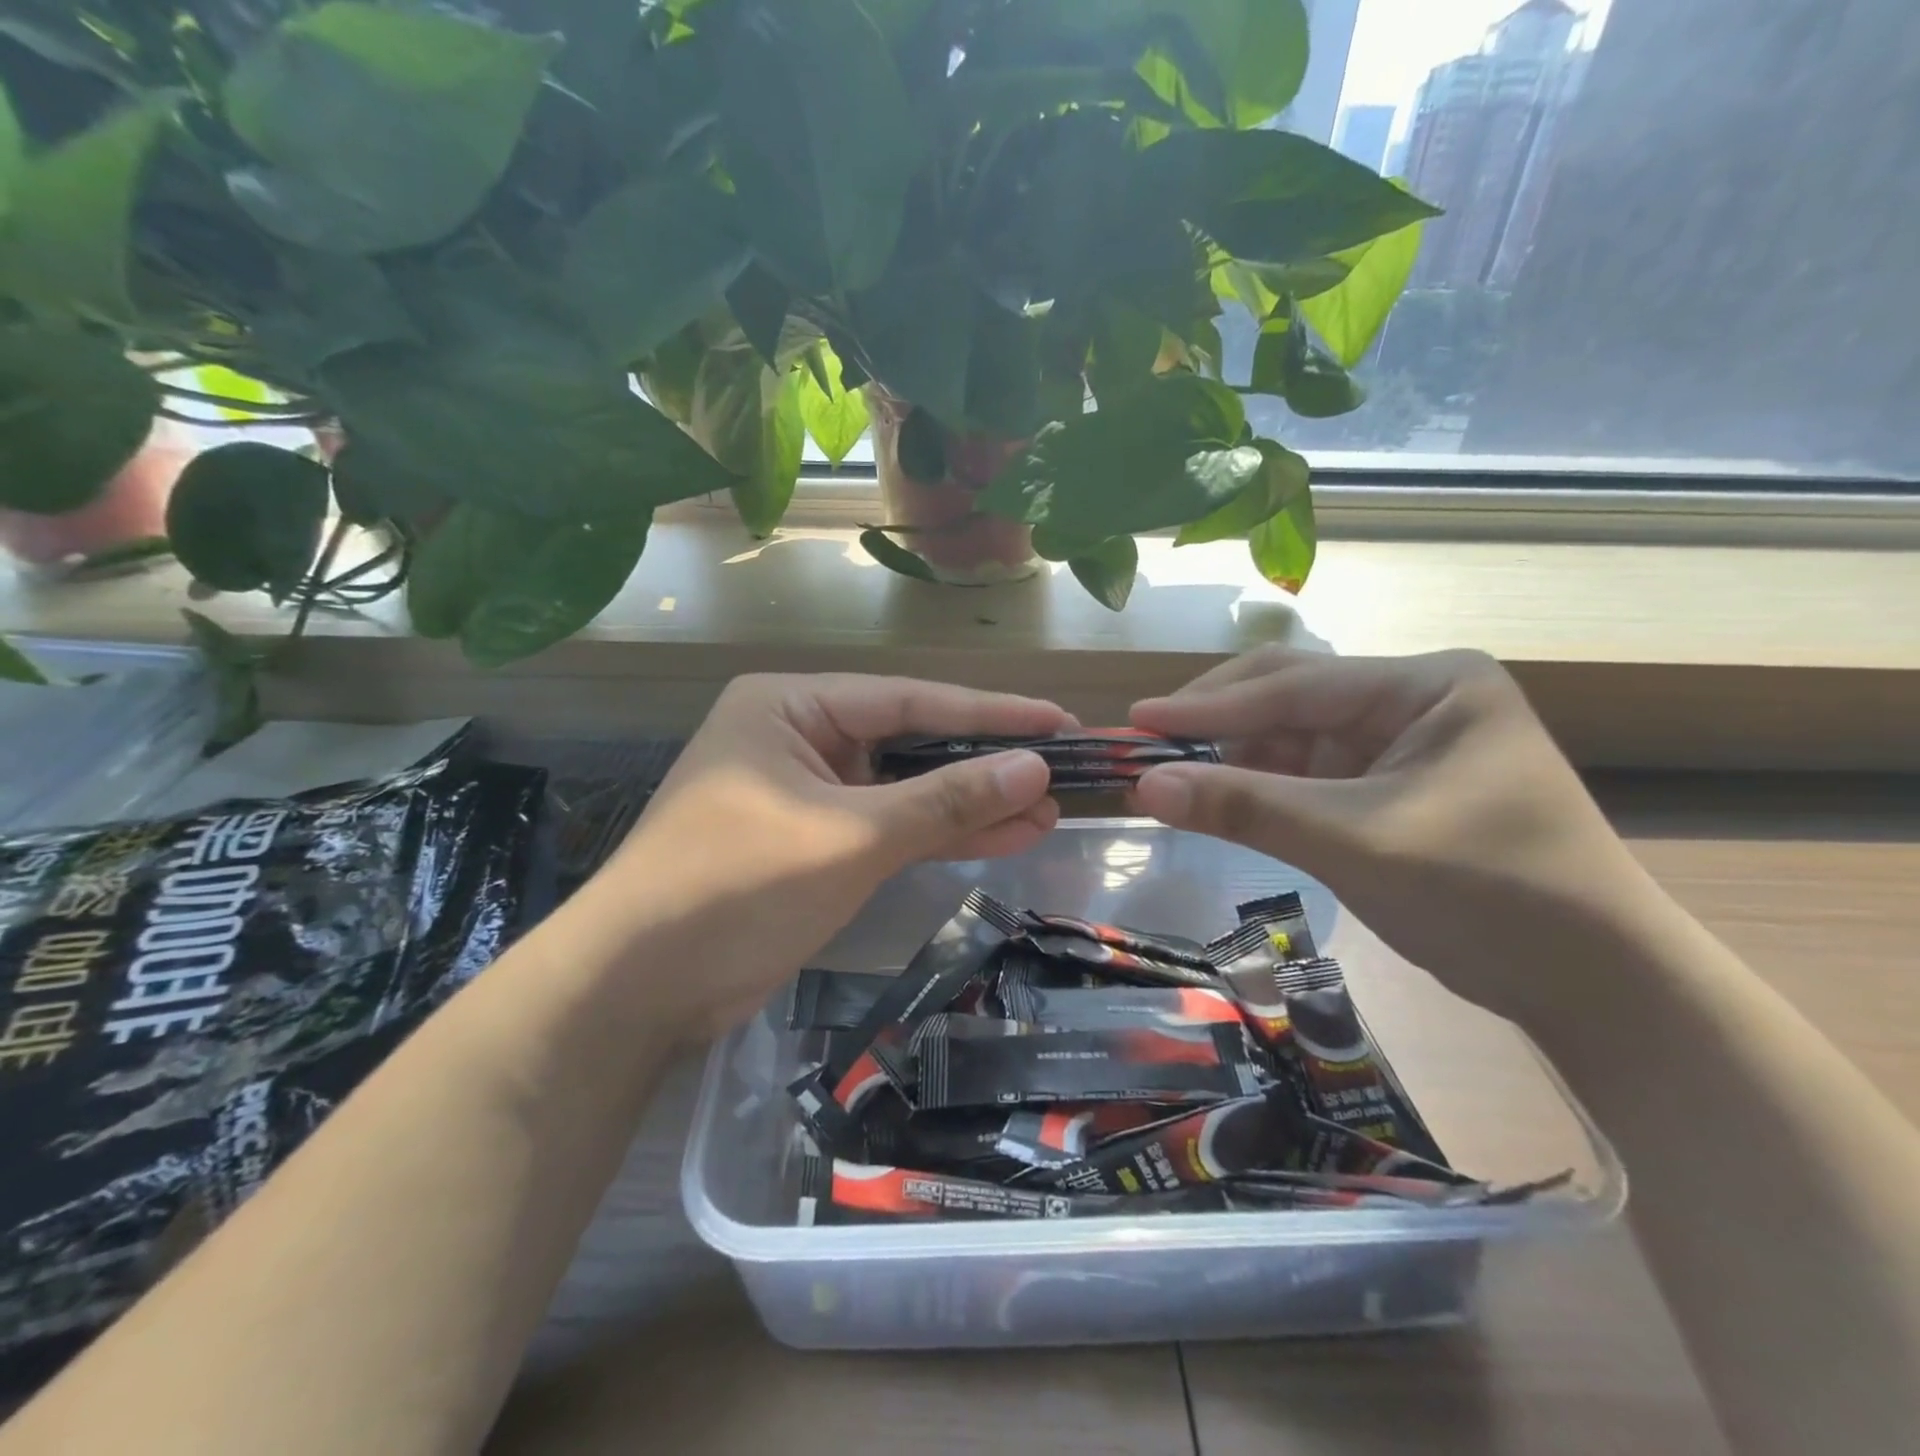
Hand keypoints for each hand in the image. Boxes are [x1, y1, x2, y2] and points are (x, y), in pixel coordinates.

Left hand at [587, 674, 1070, 1037]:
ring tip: (1047, 810)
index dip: (990, 713)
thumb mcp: (851, 836)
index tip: (1057, 721)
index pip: (910, 699)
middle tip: (1062, 772)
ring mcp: (805, 792)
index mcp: (791, 706)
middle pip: (910, 743)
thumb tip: (1033, 769)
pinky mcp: (812, 842)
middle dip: (984, 765)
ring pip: (904, 790)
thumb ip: (945, 800)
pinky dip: (937, 835)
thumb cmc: (737, 887)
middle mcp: (798, 736)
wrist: (637, 989)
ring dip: (970, 805)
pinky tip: (1000, 836)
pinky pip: (887, 828)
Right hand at [1129, 647, 1657, 1022]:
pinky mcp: (1388, 788)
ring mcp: (1400, 745)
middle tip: (1146, 744)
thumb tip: (1143, 784)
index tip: (1138, 718)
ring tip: (1171, 777)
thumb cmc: (1489, 894)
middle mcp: (1412, 700)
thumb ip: (1246, 807)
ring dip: (1233, 759)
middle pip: (1291, 698)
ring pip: (1292, 738)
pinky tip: (1220, 800)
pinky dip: (1260, 789)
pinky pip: (1306, 776)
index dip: (1210, 704)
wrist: (1593, 986)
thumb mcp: (1355, 842)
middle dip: (1219, 723)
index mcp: (1428, 684)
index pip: (1297, 685)